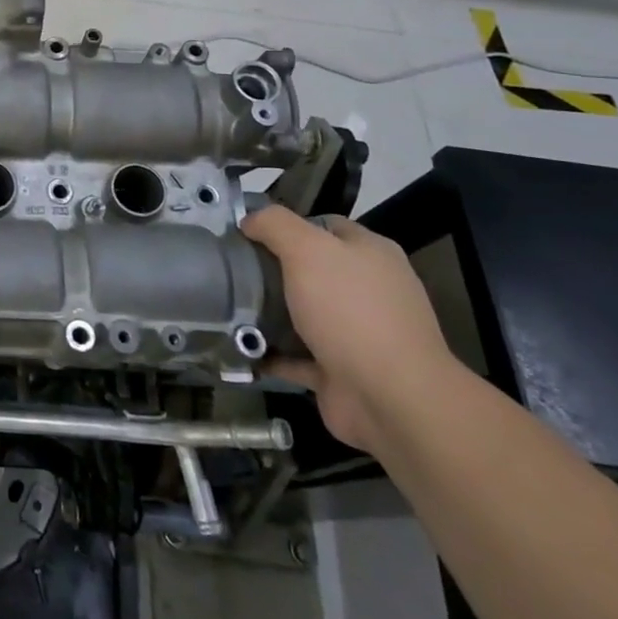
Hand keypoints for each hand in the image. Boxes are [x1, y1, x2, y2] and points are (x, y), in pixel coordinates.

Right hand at [242, 205, 458, 455]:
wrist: (390, 398)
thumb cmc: (350, 310)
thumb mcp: (307, 248)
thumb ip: (274, 224)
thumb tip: (249, 220)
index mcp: (371, 254)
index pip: (325, 226)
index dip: (286, 225)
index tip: (247, 232)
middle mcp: (369, 291)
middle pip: (312, 270)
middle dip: (273, 270)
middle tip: (232, 269)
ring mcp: (358, 334)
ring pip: (305, 314)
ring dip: (270, 313)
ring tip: (227, 305)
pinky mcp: (342, 371)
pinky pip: (298, 356)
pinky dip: (272, 353)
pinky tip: (241, 346)